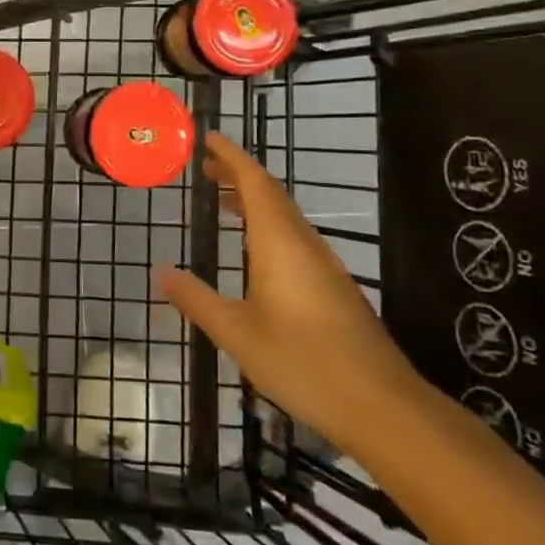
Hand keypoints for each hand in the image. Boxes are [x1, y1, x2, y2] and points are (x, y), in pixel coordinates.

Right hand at [155, 133, 425, 453]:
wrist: (382, 407)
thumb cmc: (303, 363)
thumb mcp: (237, 334)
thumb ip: (197, 300)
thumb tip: (161, 271)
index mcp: (280, 244)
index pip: (254, 183)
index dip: (231, 156)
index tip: (208, 138)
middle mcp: (305, 245)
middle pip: (272, 195)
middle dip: (239, 175)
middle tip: (207, 169)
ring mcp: (325, 266)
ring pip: (286, 218)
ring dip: (255, 202)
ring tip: (225, 202)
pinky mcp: (335, 288)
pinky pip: (296, 239)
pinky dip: (269, 228)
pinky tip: (257, 253)